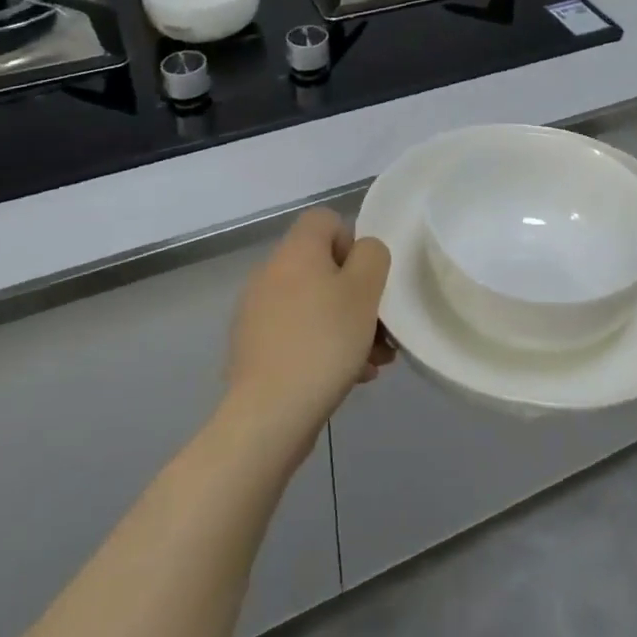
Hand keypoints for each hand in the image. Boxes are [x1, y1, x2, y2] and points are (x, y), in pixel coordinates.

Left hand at [225, 210, 393, 453]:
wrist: (268, 415)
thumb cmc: (324, 341)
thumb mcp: (364, 290)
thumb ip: (372, 256)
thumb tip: (362, 253)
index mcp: (295, 251)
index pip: (325, 220)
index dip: (352, 242)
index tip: (367, 280)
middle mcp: (270, 273)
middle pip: (323, 268)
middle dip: (358, 296)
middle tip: (381, 330)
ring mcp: (258, 313)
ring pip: (315, 305)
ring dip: (347, 326)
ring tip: (373, 362)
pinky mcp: (256, 349)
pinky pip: (299, 335)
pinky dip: (324, 348)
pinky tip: (350, 378)